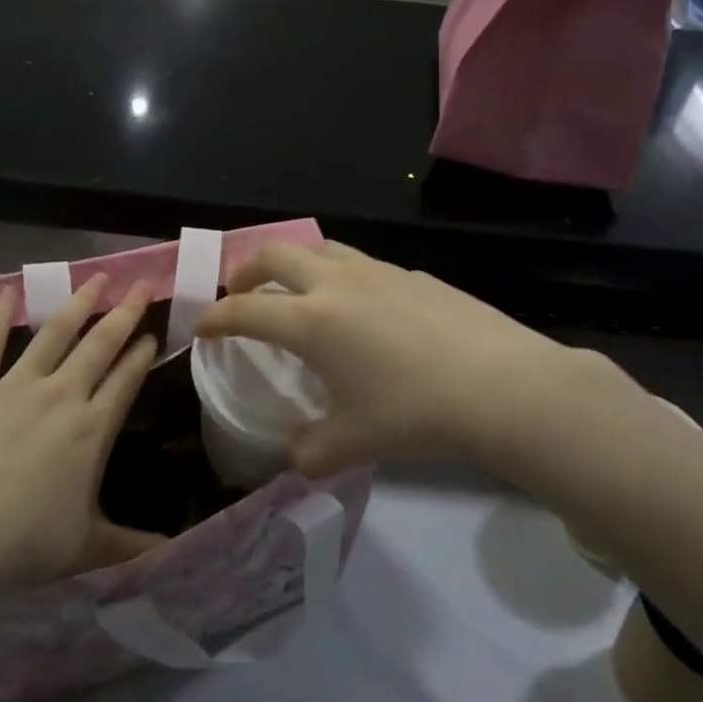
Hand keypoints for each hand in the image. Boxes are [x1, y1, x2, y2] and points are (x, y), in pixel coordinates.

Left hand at [0, 276, 165, 616]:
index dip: (142, 354)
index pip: (126, 380)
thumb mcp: (85, 548)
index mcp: (92, 429)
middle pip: (100, 344)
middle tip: (142, 285)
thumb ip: (130, 545)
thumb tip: (172, 552)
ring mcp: (15, 385)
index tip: (154, 333)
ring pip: (55, 333)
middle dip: (125, 312)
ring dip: (79, 303)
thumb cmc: (22, 545)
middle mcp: (61, 396)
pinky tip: (9, 290)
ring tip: (97, 278)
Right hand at [195, 243, 641, 477]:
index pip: (244, 311)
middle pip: (276, 255)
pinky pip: (364, 265)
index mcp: (311, 321)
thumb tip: (297, 452)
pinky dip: (343, 277)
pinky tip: (363, 308)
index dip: (215, 318)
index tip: (201, 327)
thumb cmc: (415, 414)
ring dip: (296, 263)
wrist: (502, 386)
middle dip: (247, 269)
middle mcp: (338, 284)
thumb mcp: (352, 444)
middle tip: (240, 290)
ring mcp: (379, 272)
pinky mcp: (414, 275)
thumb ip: (311, 451)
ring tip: (297, 288)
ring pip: (322, 249)